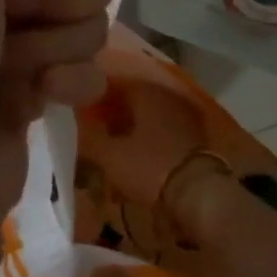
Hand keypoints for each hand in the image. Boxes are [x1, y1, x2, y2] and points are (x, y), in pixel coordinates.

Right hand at [86, 78, 210, 211]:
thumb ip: (92, 137)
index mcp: (144, 91)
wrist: (198, 193)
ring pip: (150, 113)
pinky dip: (151, 136)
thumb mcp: (110, 156)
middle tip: (96, 129)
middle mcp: (166, 94)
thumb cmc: (149, 167)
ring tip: (116, 144)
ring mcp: (184, 112)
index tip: (82, 112)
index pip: (113, 83)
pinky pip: (165, 128)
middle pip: (133, 98)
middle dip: (114, 112)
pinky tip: (139, 153)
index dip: (95, 97)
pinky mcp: (195, 133)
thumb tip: (78, 122)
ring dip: (133, 125)